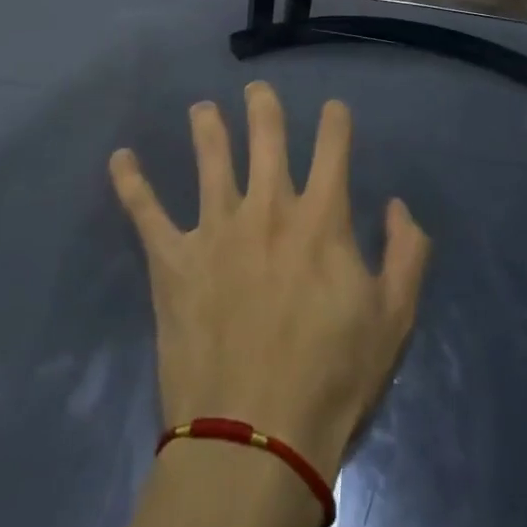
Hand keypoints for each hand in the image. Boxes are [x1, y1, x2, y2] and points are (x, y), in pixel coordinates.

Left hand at [109, 82, 430, 482]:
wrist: (256, 437)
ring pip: (210, 159)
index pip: (332, 148)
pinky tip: (120, 158)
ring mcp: (216, 229)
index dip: (335, 121)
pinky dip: (131, 182)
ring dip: (206, 128)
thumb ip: (406, 253)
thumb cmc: (333, 378)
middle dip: (264, 107)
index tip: (333, 110)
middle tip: (257, 89)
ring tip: (202, 109)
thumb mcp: (394, 318)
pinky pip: (146, 211)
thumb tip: (398, 206)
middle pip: (266, 138)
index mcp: (320, 219)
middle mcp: (267, 208)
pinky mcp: (173, 260)